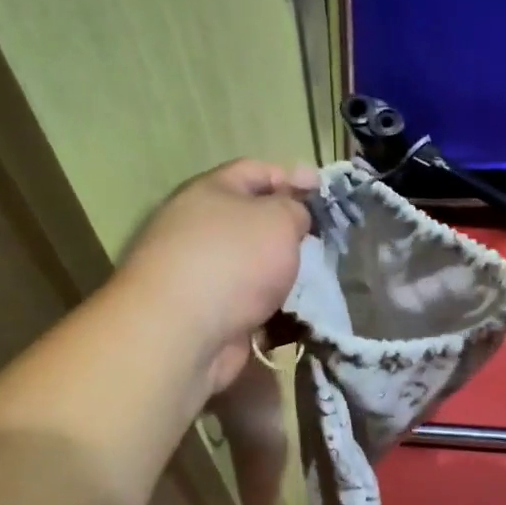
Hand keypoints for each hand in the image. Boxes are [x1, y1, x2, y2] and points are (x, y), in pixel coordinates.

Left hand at [117, 158, 318, 393]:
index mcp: (210, 192)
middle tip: (321, 242)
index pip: (254, 171)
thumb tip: (293, 216)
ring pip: (252, 266)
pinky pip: (247, 303)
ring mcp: (199, 273)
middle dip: (287, 232)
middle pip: (251, 221)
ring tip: (314, 282)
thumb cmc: (233, 261)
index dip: (291, 176)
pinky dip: (270, 308)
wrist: (183, 332)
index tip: (322, 192)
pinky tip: (295, 315)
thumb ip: (294, 208)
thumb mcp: (278, 219)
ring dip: (281, 274)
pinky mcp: (205, 313)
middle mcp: (198, 228)